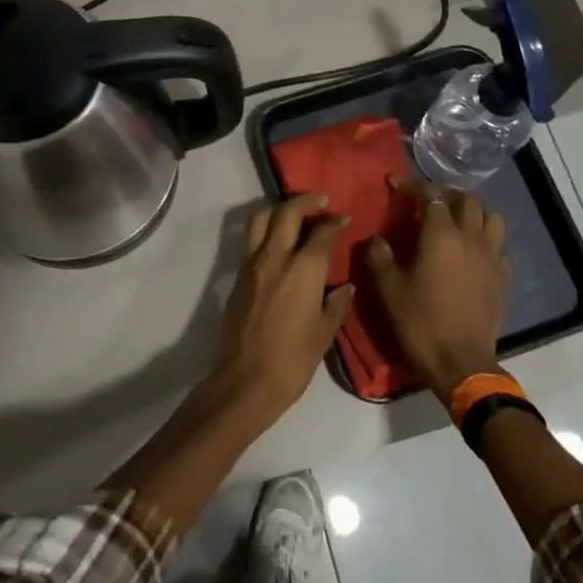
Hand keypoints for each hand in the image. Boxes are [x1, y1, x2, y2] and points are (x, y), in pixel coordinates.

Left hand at [214, 194, 352, 422]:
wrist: (245, 380)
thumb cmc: (293, 359)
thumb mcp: (325, 332)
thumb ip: (336, 304)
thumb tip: (345, 286)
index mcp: (303, 268)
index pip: (322, 232)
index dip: (335, 221)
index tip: (344, 218)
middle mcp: (275, 257)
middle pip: (286, 212)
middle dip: (305, 201)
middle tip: (320, 201)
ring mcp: (251, 265)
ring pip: (261, 220)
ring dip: (279, 210)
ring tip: (295, 214)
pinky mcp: (238, 277)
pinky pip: (252, 241)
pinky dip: (266, 232)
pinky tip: (279, 245)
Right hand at [364, 179, 508, 400]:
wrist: (461, 362)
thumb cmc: (421, 323)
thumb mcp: (388, 290)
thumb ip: (379, 257)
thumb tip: (377, 239)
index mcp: (442, 235)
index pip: (430, 195)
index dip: (412, 185)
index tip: (394, 183)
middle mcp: (471, 238)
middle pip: (466, 200)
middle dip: (445, 194)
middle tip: (427, 202)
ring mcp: (492, 257)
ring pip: (492, 218)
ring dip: (473, 213)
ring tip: (455, 222)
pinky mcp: (503, 278)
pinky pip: (500, 246)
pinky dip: (486, 240)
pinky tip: (473, 252)